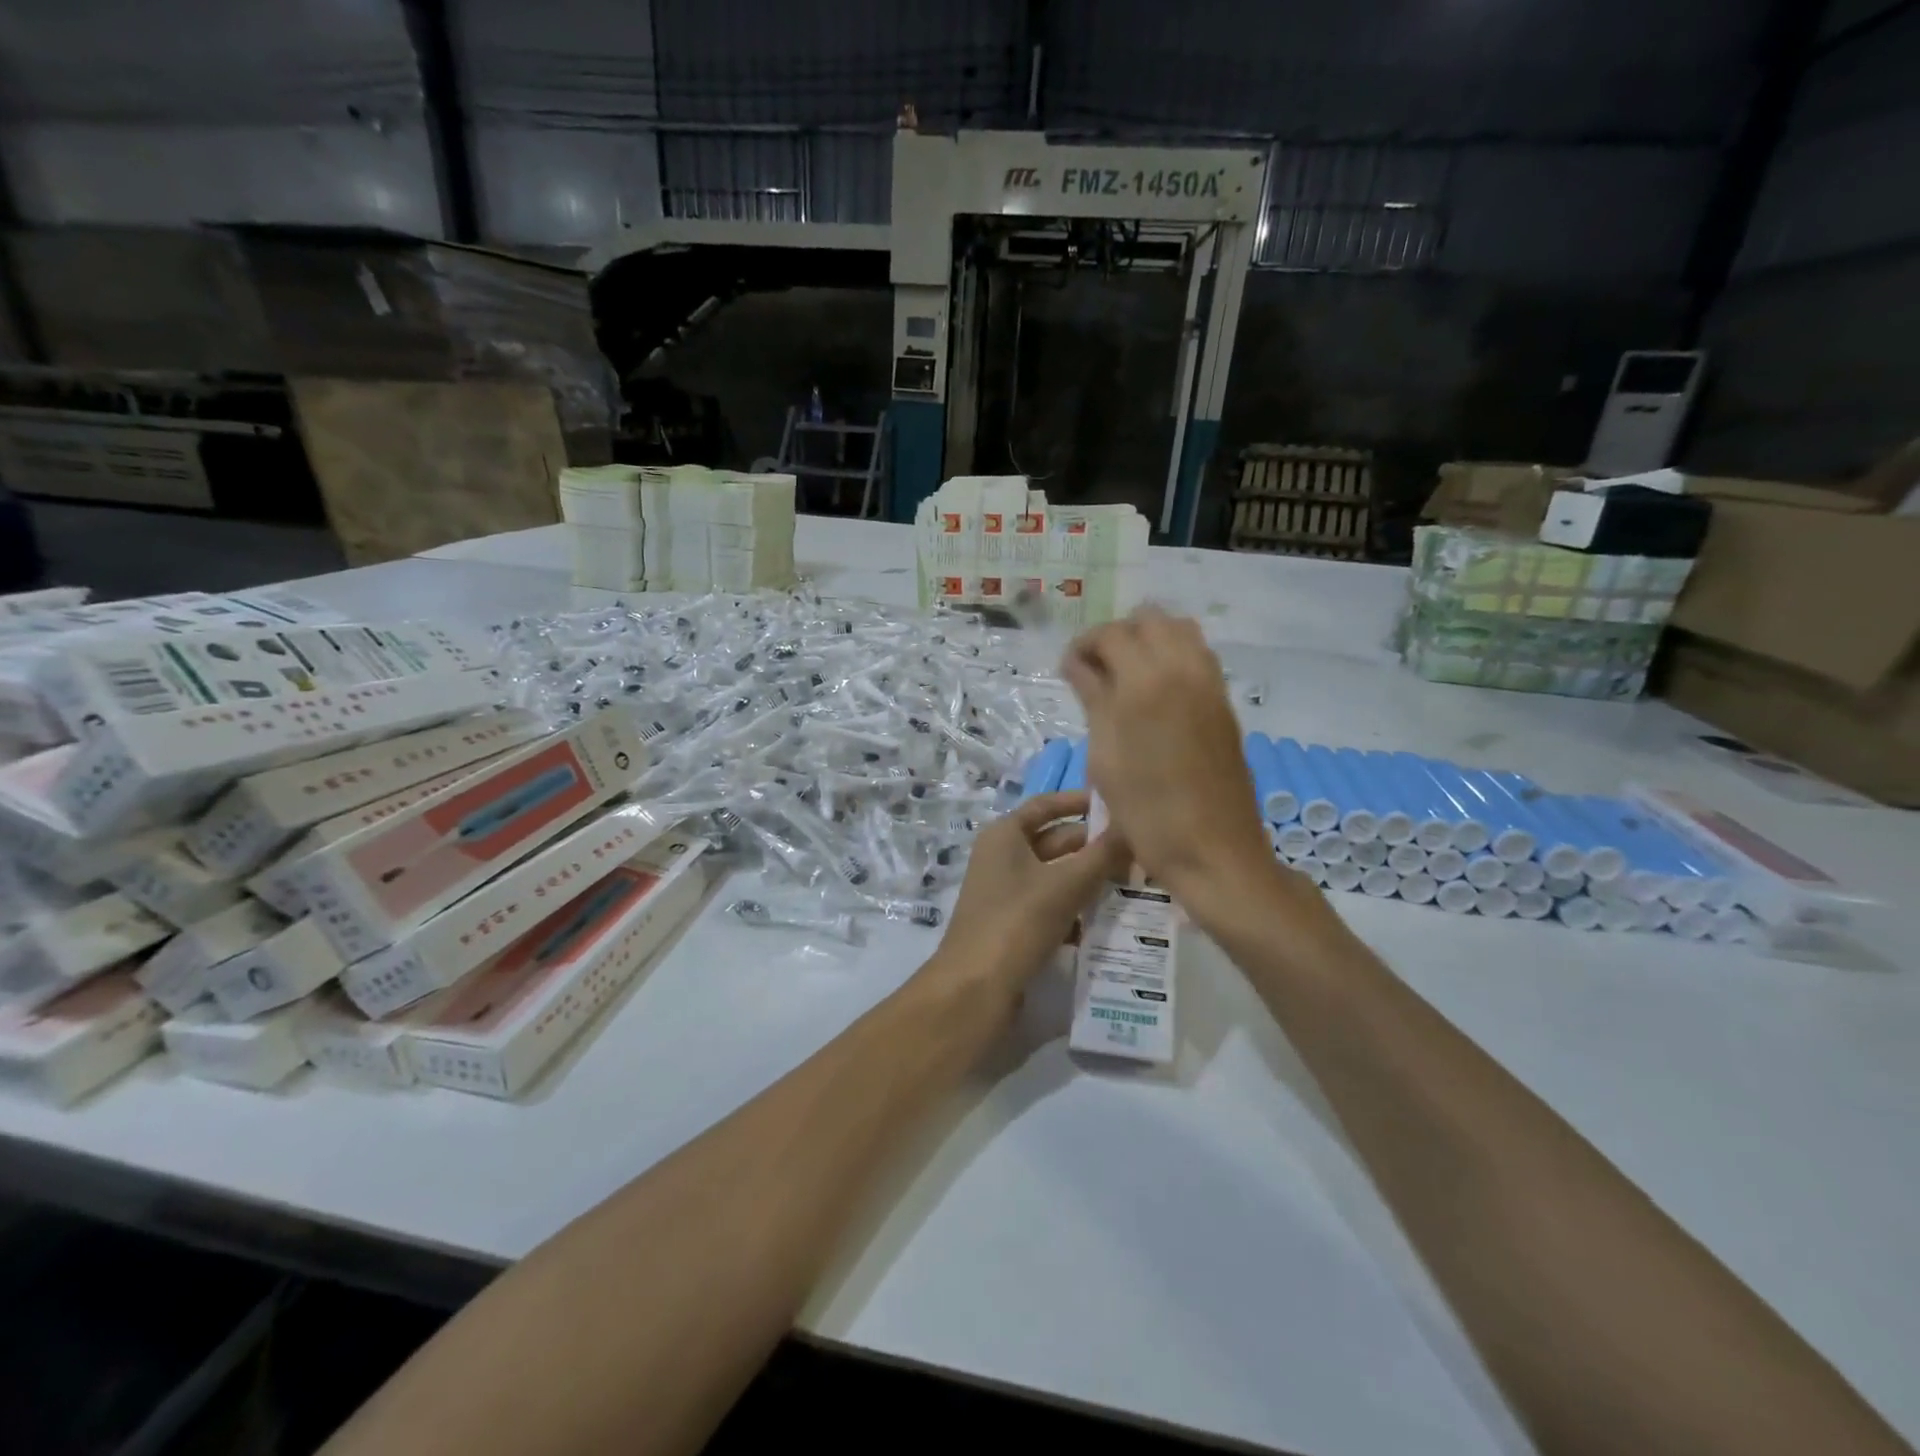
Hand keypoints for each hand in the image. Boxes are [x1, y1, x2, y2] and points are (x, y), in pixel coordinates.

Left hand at [926, 790, 1127, 1002]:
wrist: (975, 990)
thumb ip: (1102, 856)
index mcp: (1005, 836)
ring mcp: (1007, 893)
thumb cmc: (1017, 922)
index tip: (1119, 803)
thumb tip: (1134, 828)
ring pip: (1057, 876)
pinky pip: (1053, 907)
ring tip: (1136, 884)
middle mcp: (1003, 858)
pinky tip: (1109, 920)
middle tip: (1141, 852)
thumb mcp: (1065, 885)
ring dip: (1091, 880)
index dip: (1080, 802)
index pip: (1046, 805)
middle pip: (1056, 842)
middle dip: (1095, 847)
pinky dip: (1078, 909)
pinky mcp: (1015, 926)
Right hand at [1061, 607, 1310, 928]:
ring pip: (1179, 631)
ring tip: (1124, 677)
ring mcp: (1211, 683)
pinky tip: (1153, 693)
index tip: (1069, 671)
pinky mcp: (1224, 702)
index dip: (1084, 646)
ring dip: (1149, 641)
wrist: (1213, 850)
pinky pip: (1198, 656)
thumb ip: (1093, 699)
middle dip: (1118, 635)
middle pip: (1149, 619)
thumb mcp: (1105, 755)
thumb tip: (1077, 664)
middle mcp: (1184, 668)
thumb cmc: (1146, 811)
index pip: (1111, 634)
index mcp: (1146, 681)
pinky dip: (1172, 656)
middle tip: (1096, 670)